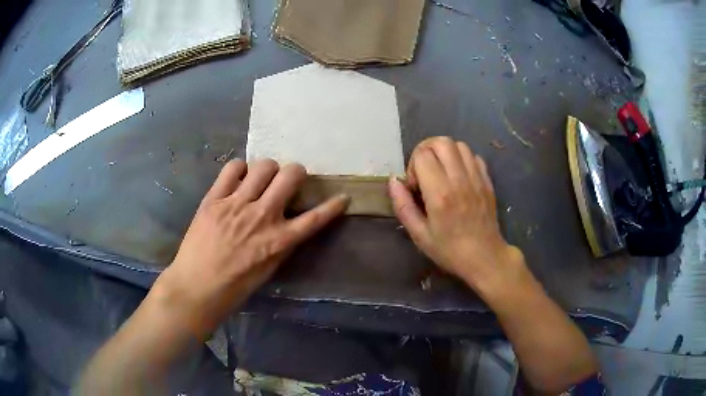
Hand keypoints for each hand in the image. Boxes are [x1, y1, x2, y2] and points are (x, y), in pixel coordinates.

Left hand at [152, 159, 348, 338]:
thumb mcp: (268, 270)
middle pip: (290, 176)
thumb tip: (290, 224)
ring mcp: (236, 204)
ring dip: (269, 169)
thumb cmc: (235, 286)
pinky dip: (240, 169)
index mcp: (278, 240)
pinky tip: (239, 180)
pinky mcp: (215, 198)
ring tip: (262, 179)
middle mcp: (262, 216)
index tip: (343, 197)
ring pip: (264, 166)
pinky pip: (233, 168)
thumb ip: (282, 244)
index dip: (333, 206)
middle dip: (296, 172)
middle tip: (290, 180)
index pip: (315, 218)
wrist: (197, 286)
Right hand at [389, 137, 526, 299]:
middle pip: (441, 142)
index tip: (415, 186)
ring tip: (441, 171)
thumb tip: (393, 181)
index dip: (413, 165)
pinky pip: (474, 156)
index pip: (423, 155)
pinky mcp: (487, 181)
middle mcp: (460, 180)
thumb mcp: (419, 235)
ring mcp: (477, 178)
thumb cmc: (449, 250)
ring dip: (445, 152)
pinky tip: (458, 176)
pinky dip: (462, 159)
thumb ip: (403, 206)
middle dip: (427, 150)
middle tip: (425, 170)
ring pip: (459, 145)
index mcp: (440, 194)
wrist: (485, 257)